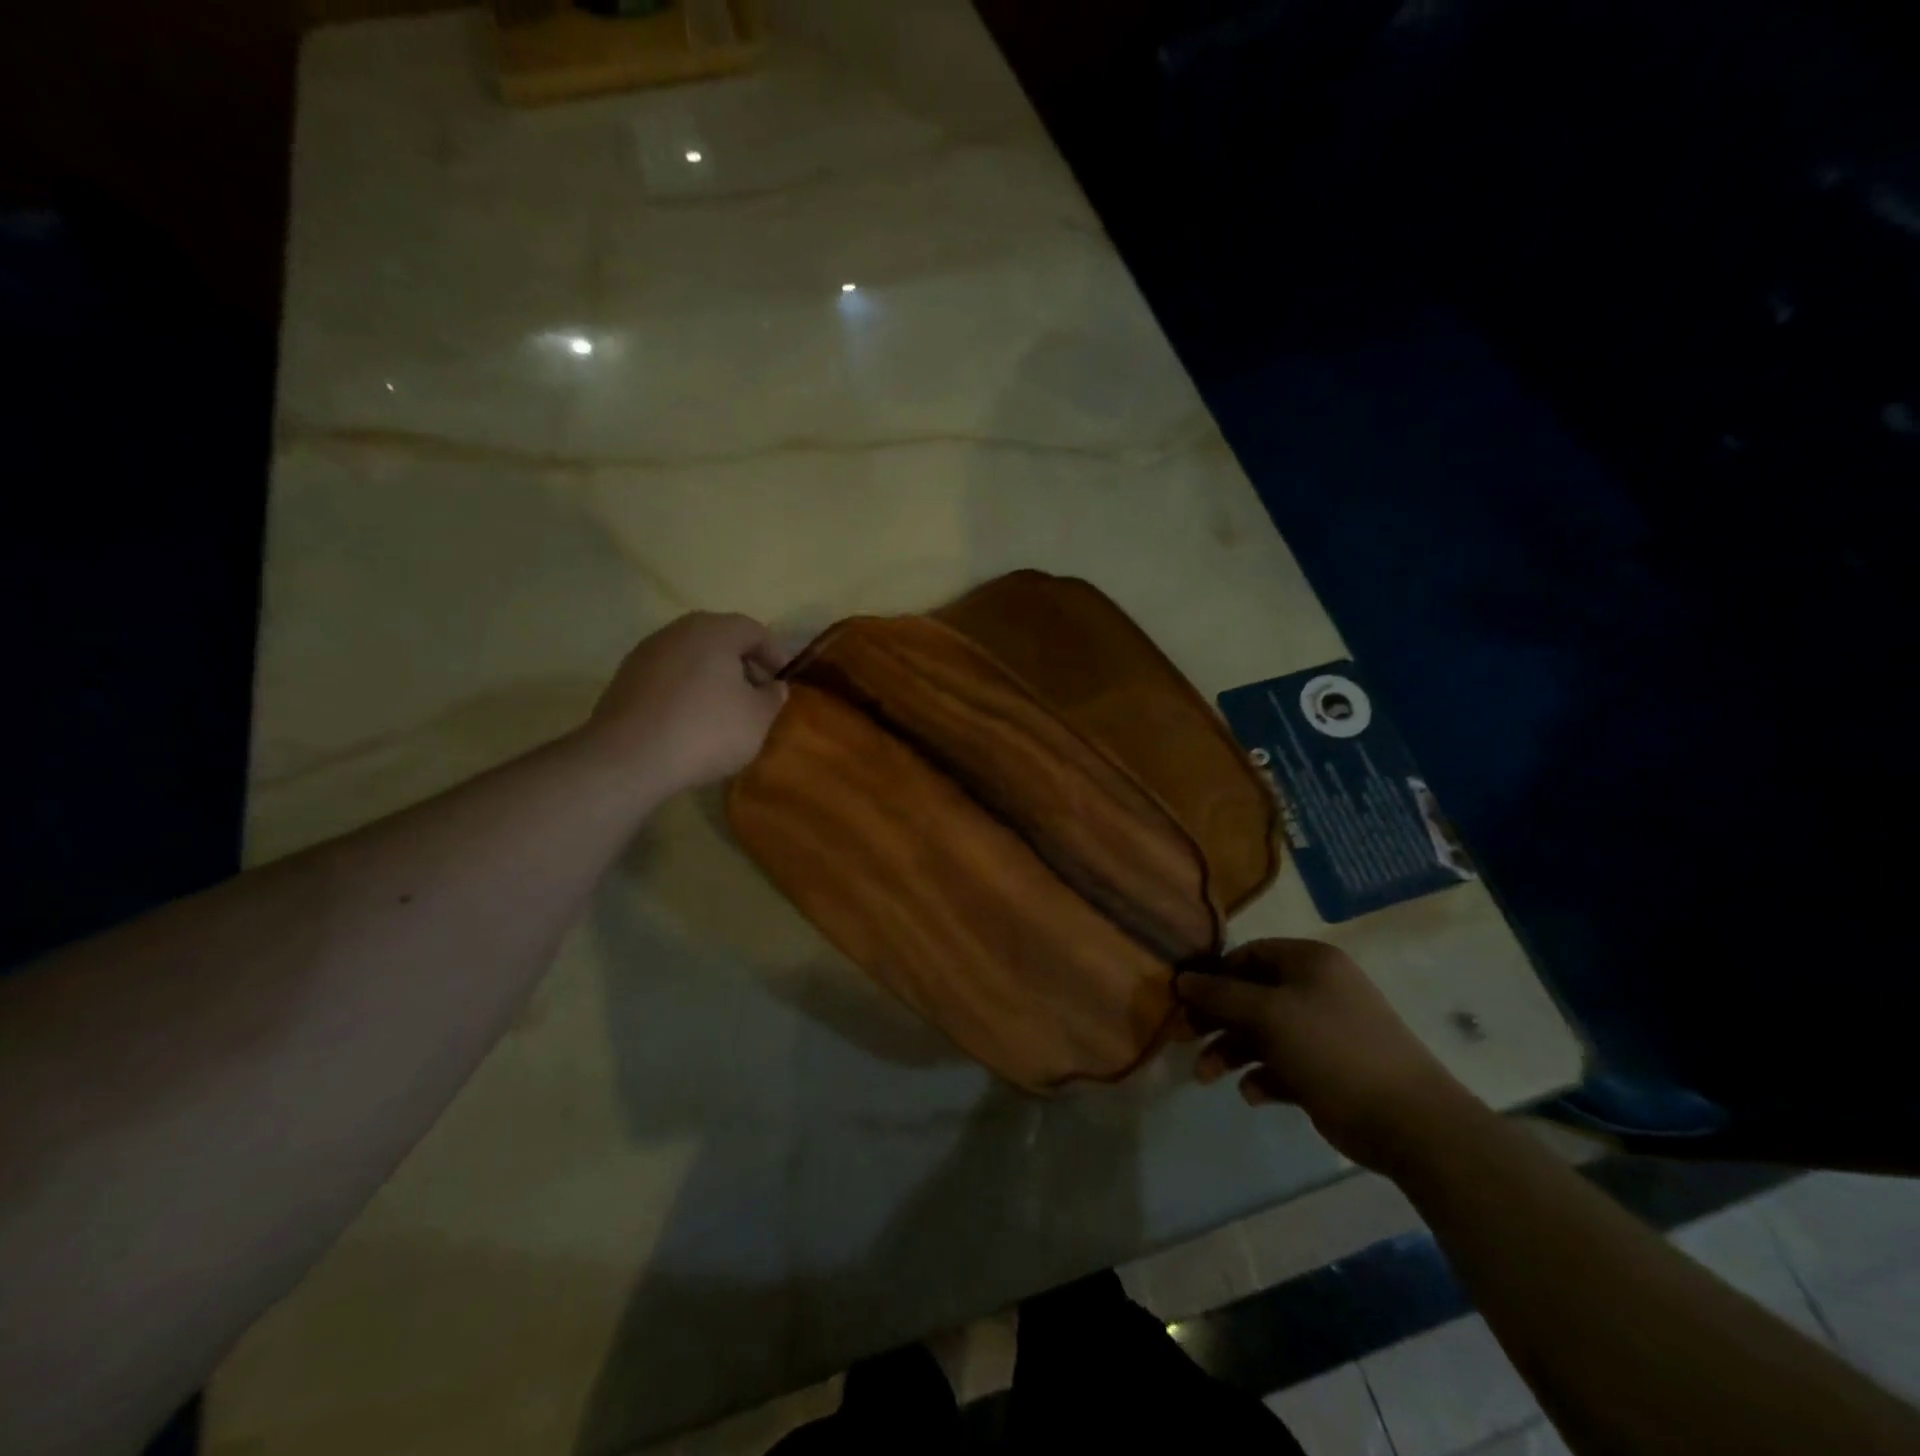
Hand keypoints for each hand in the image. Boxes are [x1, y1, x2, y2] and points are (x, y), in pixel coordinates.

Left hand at [583, 613, 789, 796]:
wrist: (629, 758)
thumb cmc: (706, 730)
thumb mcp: (757, 719)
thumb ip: (772, 697)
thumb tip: (774, 686)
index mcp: (714, 631)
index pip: (754, 630)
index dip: (775, 655)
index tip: (784, 682)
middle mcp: (677, 631)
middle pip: (720, 639)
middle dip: (743, 665)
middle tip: (757, 695)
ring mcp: (646, 654)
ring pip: (692, 657)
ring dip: (713, 677)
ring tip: (726, 711)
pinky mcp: (625, 680)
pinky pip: (668, 677)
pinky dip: (686, 691)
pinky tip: (692, 721)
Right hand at [1177, 939, 1479, 1171]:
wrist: (1410, 1121)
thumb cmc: (1332, 1049)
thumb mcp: (1268, 1014)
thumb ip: (1220, 995)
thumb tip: (1182, 979)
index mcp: (1310, 962)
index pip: (1249, 954)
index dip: (1215, 974)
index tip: (1185, 1000)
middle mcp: (1317, 989)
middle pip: (1250, 995)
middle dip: (1216, 1019)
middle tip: (1183, 1039)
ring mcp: (1324, 1031)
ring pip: (1262, 1033)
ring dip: (1231, 1052)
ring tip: (1207, 1078)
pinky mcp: (1327, 1070)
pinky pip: (1282, 1065)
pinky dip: (1262, 1077)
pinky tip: (1254, 1094)